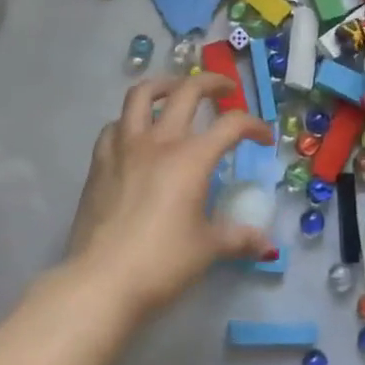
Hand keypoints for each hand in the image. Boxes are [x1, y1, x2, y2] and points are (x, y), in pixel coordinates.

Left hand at [65, 75, 275, 318]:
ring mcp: (125, 147)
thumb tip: (265, 244)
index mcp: (191, 157)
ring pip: (141, 94)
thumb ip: (237, 238)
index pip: (231, 125)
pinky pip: (114, 126)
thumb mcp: (207, 250)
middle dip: (211, 83)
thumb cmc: (161, 263)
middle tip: (224, 91)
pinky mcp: (99, 162)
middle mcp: (159, 141)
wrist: (100, 282)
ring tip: (174, 92)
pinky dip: (128, 121)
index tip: (264, 138)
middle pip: (187, 91)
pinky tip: (135, 134)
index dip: (253, 125)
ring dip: (163, 86)